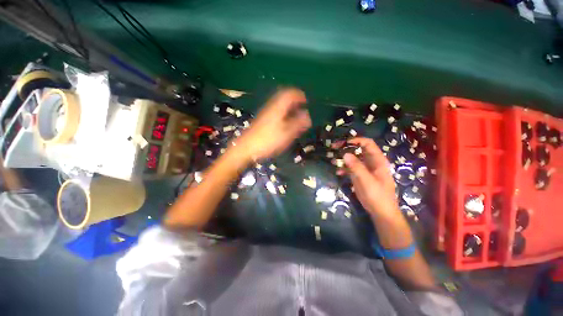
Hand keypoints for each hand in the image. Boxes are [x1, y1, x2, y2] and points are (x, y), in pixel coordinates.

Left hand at [235, 88, 310, 161]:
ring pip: (279, 105)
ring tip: (295, 116)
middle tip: (301, 108)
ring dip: (288, 108)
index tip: (306, 101)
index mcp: (278, 107)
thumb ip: (298, 123)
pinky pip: (275, 112)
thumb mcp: (286, 133)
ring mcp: (265, 113)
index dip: (299, 95)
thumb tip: (307, 115)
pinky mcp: (262, 120)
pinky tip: (285, 123)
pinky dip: (283, 114)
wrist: (246, 148)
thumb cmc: (268, 140)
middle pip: (283, 97)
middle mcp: (271, 107)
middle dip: (294, 101)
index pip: (289, 94)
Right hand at [340, 137, 398, 216]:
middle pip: (358, 150)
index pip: (368, 144)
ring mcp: (365, 169)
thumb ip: (356, 167)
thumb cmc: (377, 195)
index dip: (356, 140)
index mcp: (377, 160)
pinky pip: (351, 168)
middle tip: (334, 148)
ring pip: (353, 159)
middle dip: (346, 148)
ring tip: (333, 161)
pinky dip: (344, 169)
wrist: (381, 212)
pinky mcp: (360, 176)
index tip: (343, 142)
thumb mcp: (367, 180)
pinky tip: (338, 172)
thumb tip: (345, 154)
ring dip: (343, 159)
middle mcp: (371, 162)